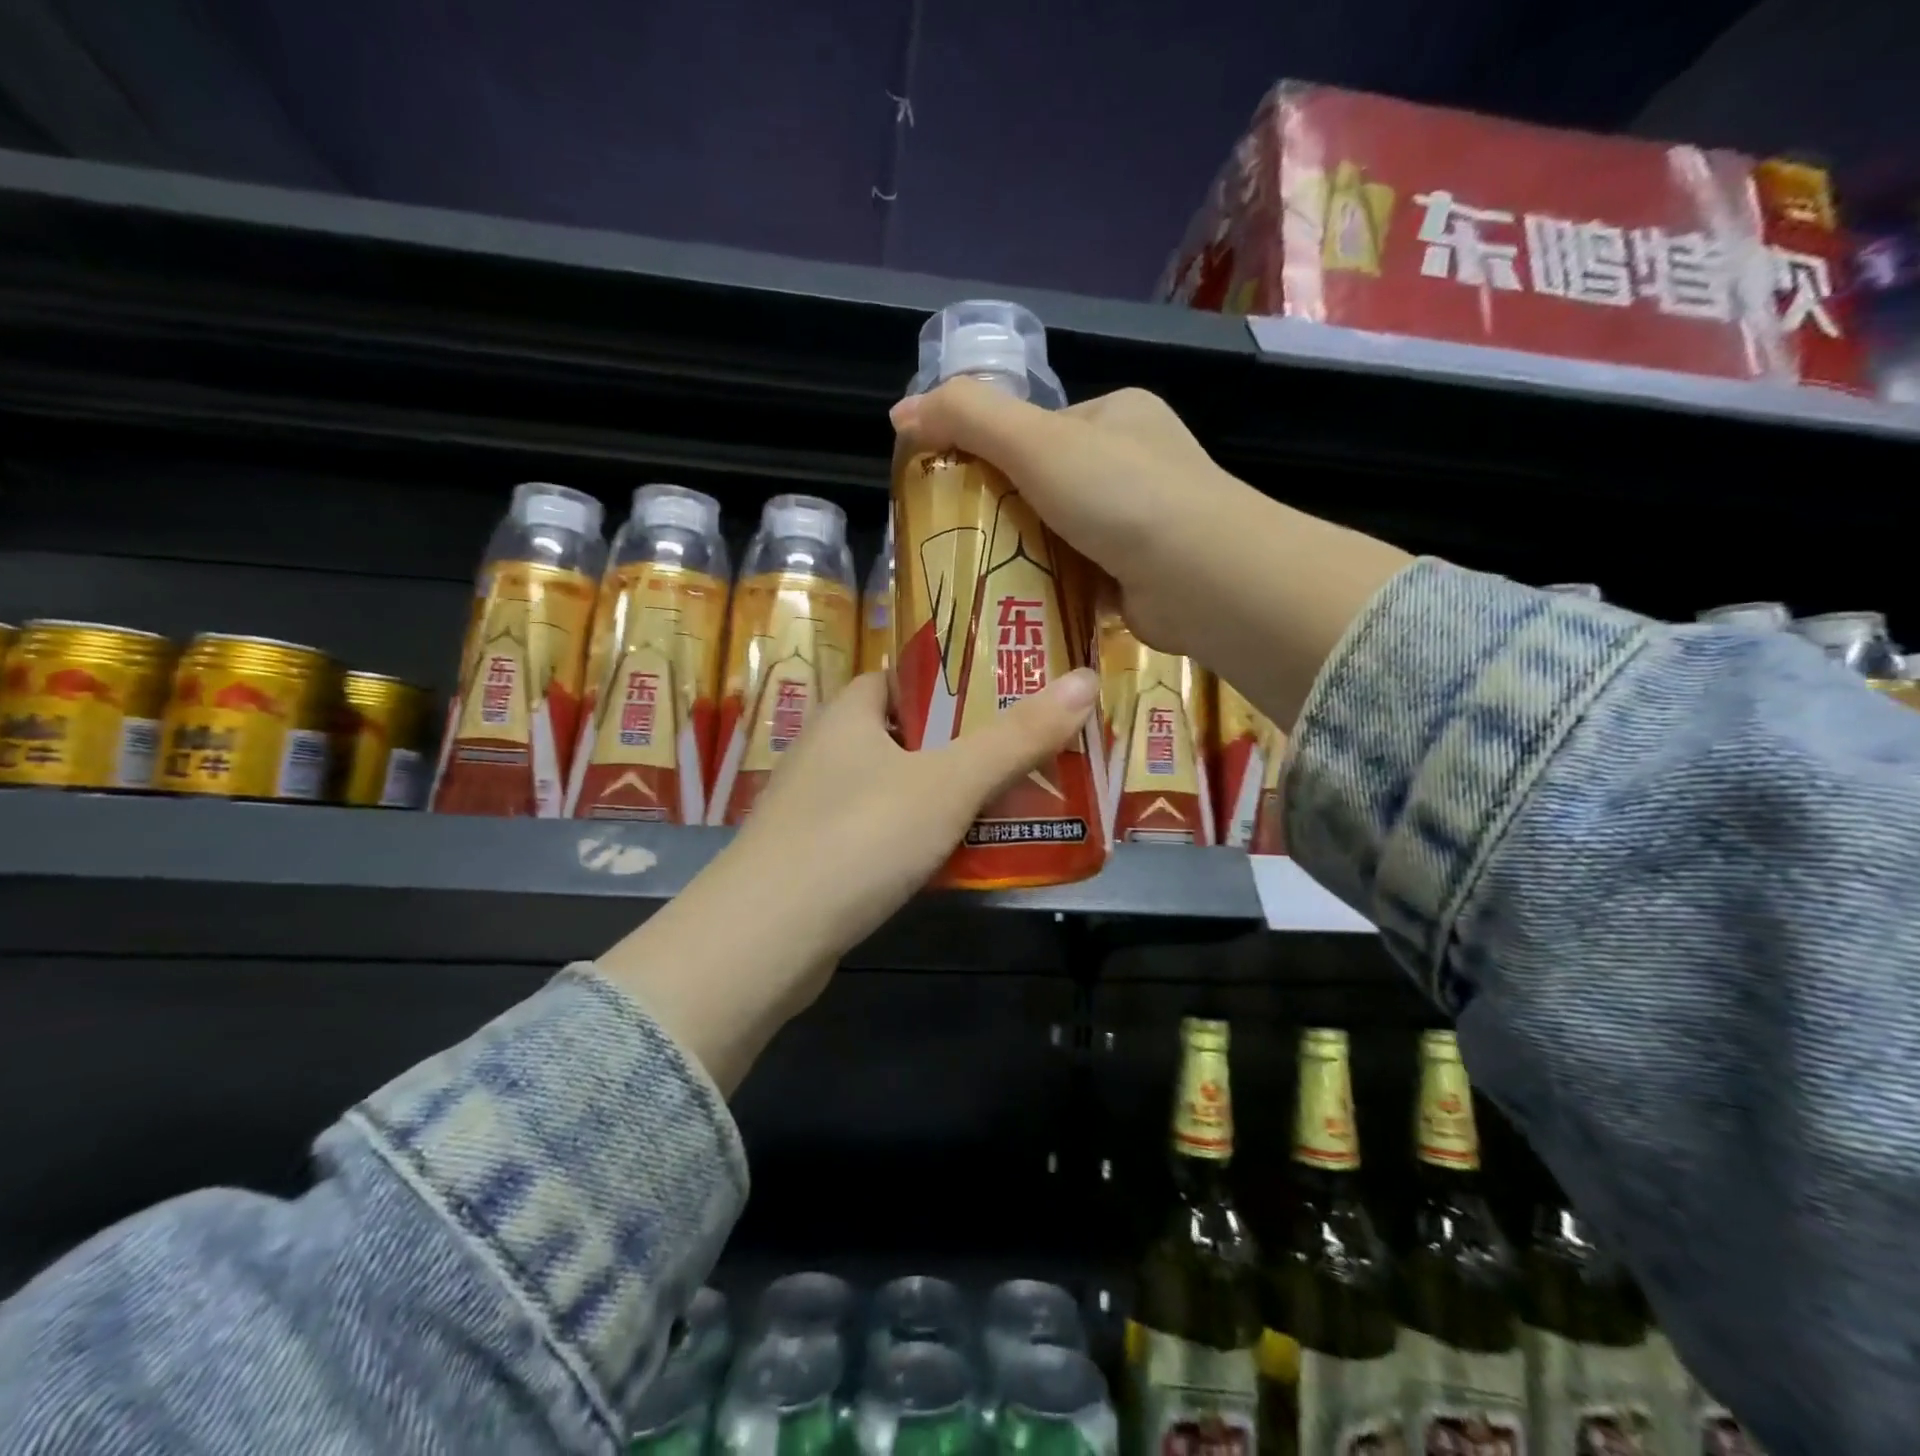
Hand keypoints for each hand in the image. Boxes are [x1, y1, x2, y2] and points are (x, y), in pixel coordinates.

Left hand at [595, 668, 1099, 1091]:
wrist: (766, 940)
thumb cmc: (858, 837)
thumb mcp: (948, 783)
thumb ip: (1016, 737)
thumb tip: (1085, 679)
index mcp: (849, 713)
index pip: (904, 678)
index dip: (954, 681)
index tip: (1008, 695)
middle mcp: (826, 751)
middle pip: (907, 734)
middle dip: (963, 745)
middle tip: (1025, 754)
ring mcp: (816, 808)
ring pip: (896, 788)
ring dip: (944, 796)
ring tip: (1008, 804)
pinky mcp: (817, 859)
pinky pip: (882, 833)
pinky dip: (919, 838)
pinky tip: (956, 859)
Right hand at [891, 380, 1241, 661]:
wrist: (1202, 578)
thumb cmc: (1120, 496)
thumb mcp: (1036, 442)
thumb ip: (967, 417)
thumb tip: (901, 412)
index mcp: (1115, 416)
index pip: (1037, 429)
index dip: (991, 455)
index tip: (953, 491)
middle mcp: (1134, 465)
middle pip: (1047, 486)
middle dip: (1006, 513)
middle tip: (961, 544)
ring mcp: (1142, 523)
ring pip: (1062, 535)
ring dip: (1027, 556)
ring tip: (980, 581)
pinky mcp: (1141, 576)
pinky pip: (1081, 576)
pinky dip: (1053, 588)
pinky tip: (1021, 605)